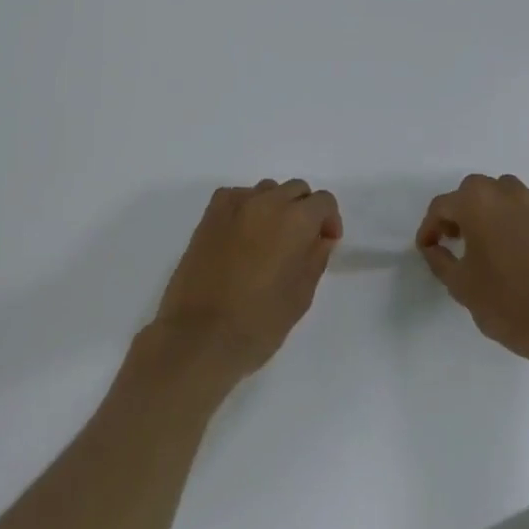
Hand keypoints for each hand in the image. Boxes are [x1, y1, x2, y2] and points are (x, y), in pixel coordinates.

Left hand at [152, 180, 342, 381]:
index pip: (323, 201)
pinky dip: (246, 208)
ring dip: (275, 207)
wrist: (198, 338)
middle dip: (304, 210)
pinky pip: (237, 196)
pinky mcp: (209, 215)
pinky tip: (242, 235)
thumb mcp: (301, 296)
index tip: (325, 243)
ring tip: (268, 240)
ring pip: (266, 190)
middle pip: (296, 189)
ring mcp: (235, 205)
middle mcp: (267, 202)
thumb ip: (316, 258)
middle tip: (299, 243)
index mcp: (295, 220)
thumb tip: (320, 238)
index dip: (329, 220)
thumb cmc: (258, 324)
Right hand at [417, 174, 528, 365]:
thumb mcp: (461, 287)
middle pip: (478, 192)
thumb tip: (434, 247)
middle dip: (464, 212)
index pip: (443, 205)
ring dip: (497, 215)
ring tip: (497, 247)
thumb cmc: (508, 304)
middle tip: (460, 241)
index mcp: (478, 202)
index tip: (428, 248)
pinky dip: (528, 230)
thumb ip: (440, 260)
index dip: (430, 227)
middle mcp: (510, 193)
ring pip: (511, 199)